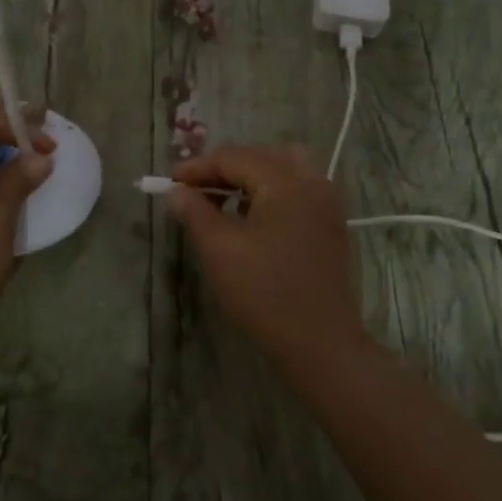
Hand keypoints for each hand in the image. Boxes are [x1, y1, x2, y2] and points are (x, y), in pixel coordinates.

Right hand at [167, 145, 367, 372]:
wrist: (321, 343)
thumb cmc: (265, 293)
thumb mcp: (219, 249)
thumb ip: (194, 212)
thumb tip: (177, 191)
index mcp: (285, 181)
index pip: (234, 157)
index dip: (198, 167)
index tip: (170, 183)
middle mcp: (312, 181)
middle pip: (260, 156)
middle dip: (223, 168)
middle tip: (192, 190)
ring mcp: (327, 203)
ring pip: (282, 170)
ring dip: (249, 177)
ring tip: (222, 200)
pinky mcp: (331, 225)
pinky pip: (297, 190)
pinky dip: (270, 193)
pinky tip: (251, 218)